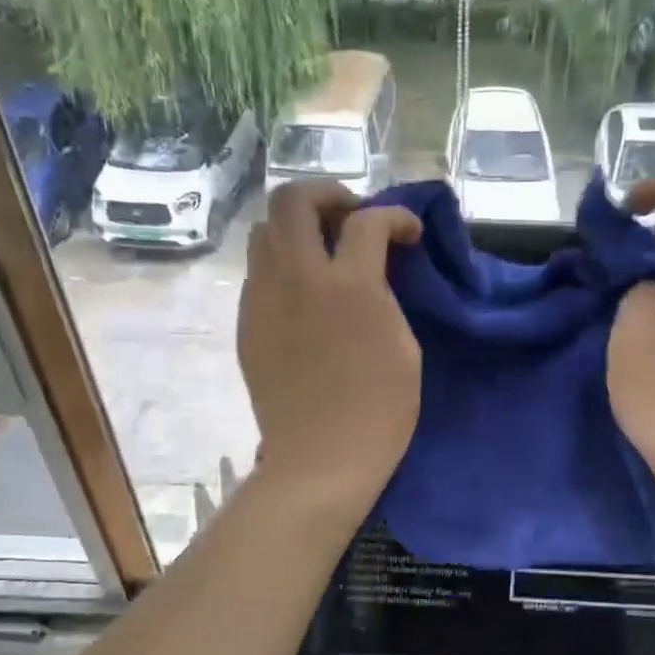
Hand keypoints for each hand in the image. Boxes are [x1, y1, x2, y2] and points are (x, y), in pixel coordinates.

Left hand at [238, 182, 422, 514]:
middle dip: (327, 195)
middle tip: (351, 220)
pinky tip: (302, 293)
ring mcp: (263, 300)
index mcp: (349, 287)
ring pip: (264, 230)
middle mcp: (297, 279)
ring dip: (297, 227)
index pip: (367, 221)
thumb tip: (369, 272)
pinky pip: (257, 273)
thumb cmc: (378, 411)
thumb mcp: (403, 347)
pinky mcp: (247, 324)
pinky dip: (281, 265)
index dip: (394, 216)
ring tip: (322, 252)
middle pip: (294, 199)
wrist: (321, 459)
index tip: (408, 233)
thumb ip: (384, 295)